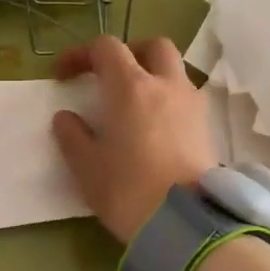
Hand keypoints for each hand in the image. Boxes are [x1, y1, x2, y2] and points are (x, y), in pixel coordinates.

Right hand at [52, 36, 217, 244]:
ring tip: (134, 104)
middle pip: (153, 46)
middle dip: (129, 52)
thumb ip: (72, 135)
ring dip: (153, 75)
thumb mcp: (86, 166)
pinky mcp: (207, 128)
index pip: (106, 48)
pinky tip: (156, 126)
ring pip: (175, 70)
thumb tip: (66, 117)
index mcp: (131, 87)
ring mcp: (192, 105)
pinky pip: (186, 97)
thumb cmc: (128, 189)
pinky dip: (168, 99)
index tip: (63, 76)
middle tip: (110, 75)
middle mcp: (166, 85)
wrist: (185, 224)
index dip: (81, 54)